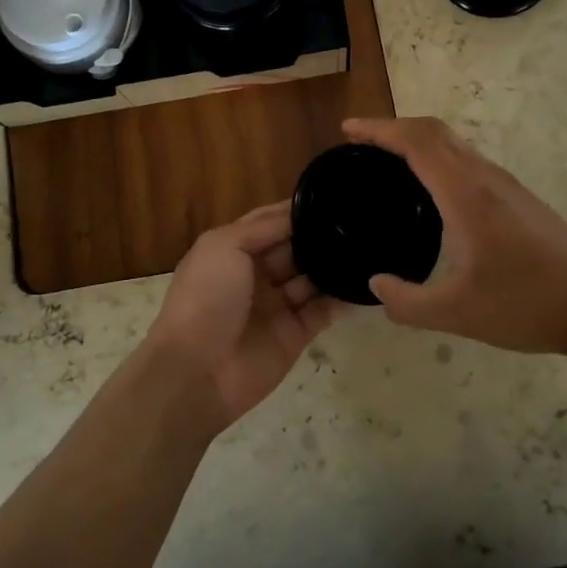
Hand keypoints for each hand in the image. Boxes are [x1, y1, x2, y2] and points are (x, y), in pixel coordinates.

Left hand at [139, 201, 346, 433]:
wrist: (198, 370)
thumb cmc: (206, 298)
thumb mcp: (224, 246)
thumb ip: (263, 227)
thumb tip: (298, 214)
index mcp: (233, 250)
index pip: (270, 222)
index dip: (296, 210)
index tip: (332, 197)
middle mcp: (256, 274)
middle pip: (295, 248)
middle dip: (320, 236)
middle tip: (359, 222)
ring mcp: (277, 305)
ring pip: (312, 278)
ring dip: (334, 265)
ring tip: (367, 247)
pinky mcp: (295, 334)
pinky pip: (324, 311)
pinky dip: (342, 298)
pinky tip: (366, 283)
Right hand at [342, 116, 566, 363]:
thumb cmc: (527, 305)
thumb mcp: (456, 313)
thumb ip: (407, 302)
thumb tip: (376, 285)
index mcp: (466, 194)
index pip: (416, 142)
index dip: (379, 129)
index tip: (348, 130)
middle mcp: (486, 178)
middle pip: (435, 131)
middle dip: (394, 127)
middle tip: (360, 142)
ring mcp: (507, 186)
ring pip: (456, 144)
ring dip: (419, 140)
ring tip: (389, 160)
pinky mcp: (519, 199)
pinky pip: (469, 161)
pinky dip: (439, 158)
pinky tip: (432, 191)